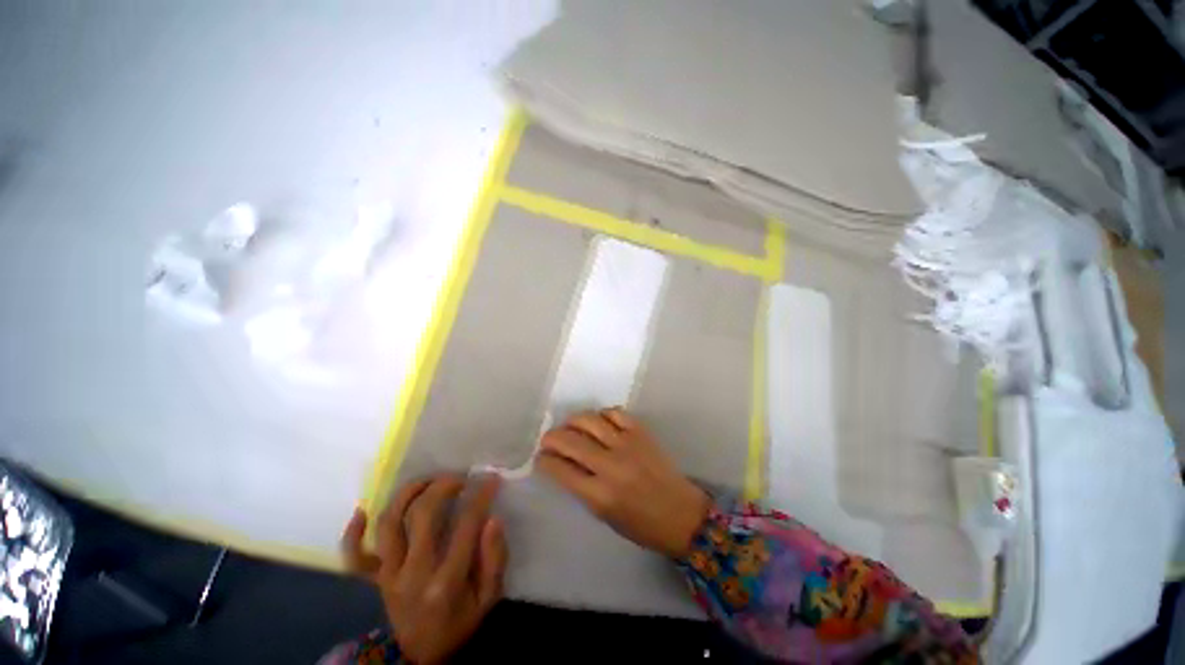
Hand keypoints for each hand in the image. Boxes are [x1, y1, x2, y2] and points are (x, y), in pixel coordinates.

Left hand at [341, 475, 506, 664]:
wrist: (421, 656)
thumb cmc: (460, 623)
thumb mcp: (489, 598)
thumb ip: (495, 559)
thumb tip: (492, 519)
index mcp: (446, 581)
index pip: (465, 525)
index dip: (480, 496)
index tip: (490, 479)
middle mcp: (413, 573)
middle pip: (422, 515)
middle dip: (443, 487)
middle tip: (459, 478)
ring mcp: (389, 575)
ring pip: (389, 524)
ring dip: (406, 494)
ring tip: (426, 481)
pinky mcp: (375, 579)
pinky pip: (355, 556)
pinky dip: (353, 533)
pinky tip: (362, 510)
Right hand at [537, 408, 710, 557]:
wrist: (681, 514)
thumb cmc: (641, 524)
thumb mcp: (604, 515)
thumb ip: (582, 488)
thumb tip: (562, 464)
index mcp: (599, 495)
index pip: (561, 469)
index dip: (545, 461)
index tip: (541, 457)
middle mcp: (611, 465)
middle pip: (571, 441)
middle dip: (552, 437)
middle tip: (548, 439)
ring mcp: (627, 444)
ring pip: (590, 420)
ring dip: (573, 421)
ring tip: (569, 426)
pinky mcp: (641, 432)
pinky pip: (615, 413)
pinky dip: (602, 414)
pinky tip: (598, 422)